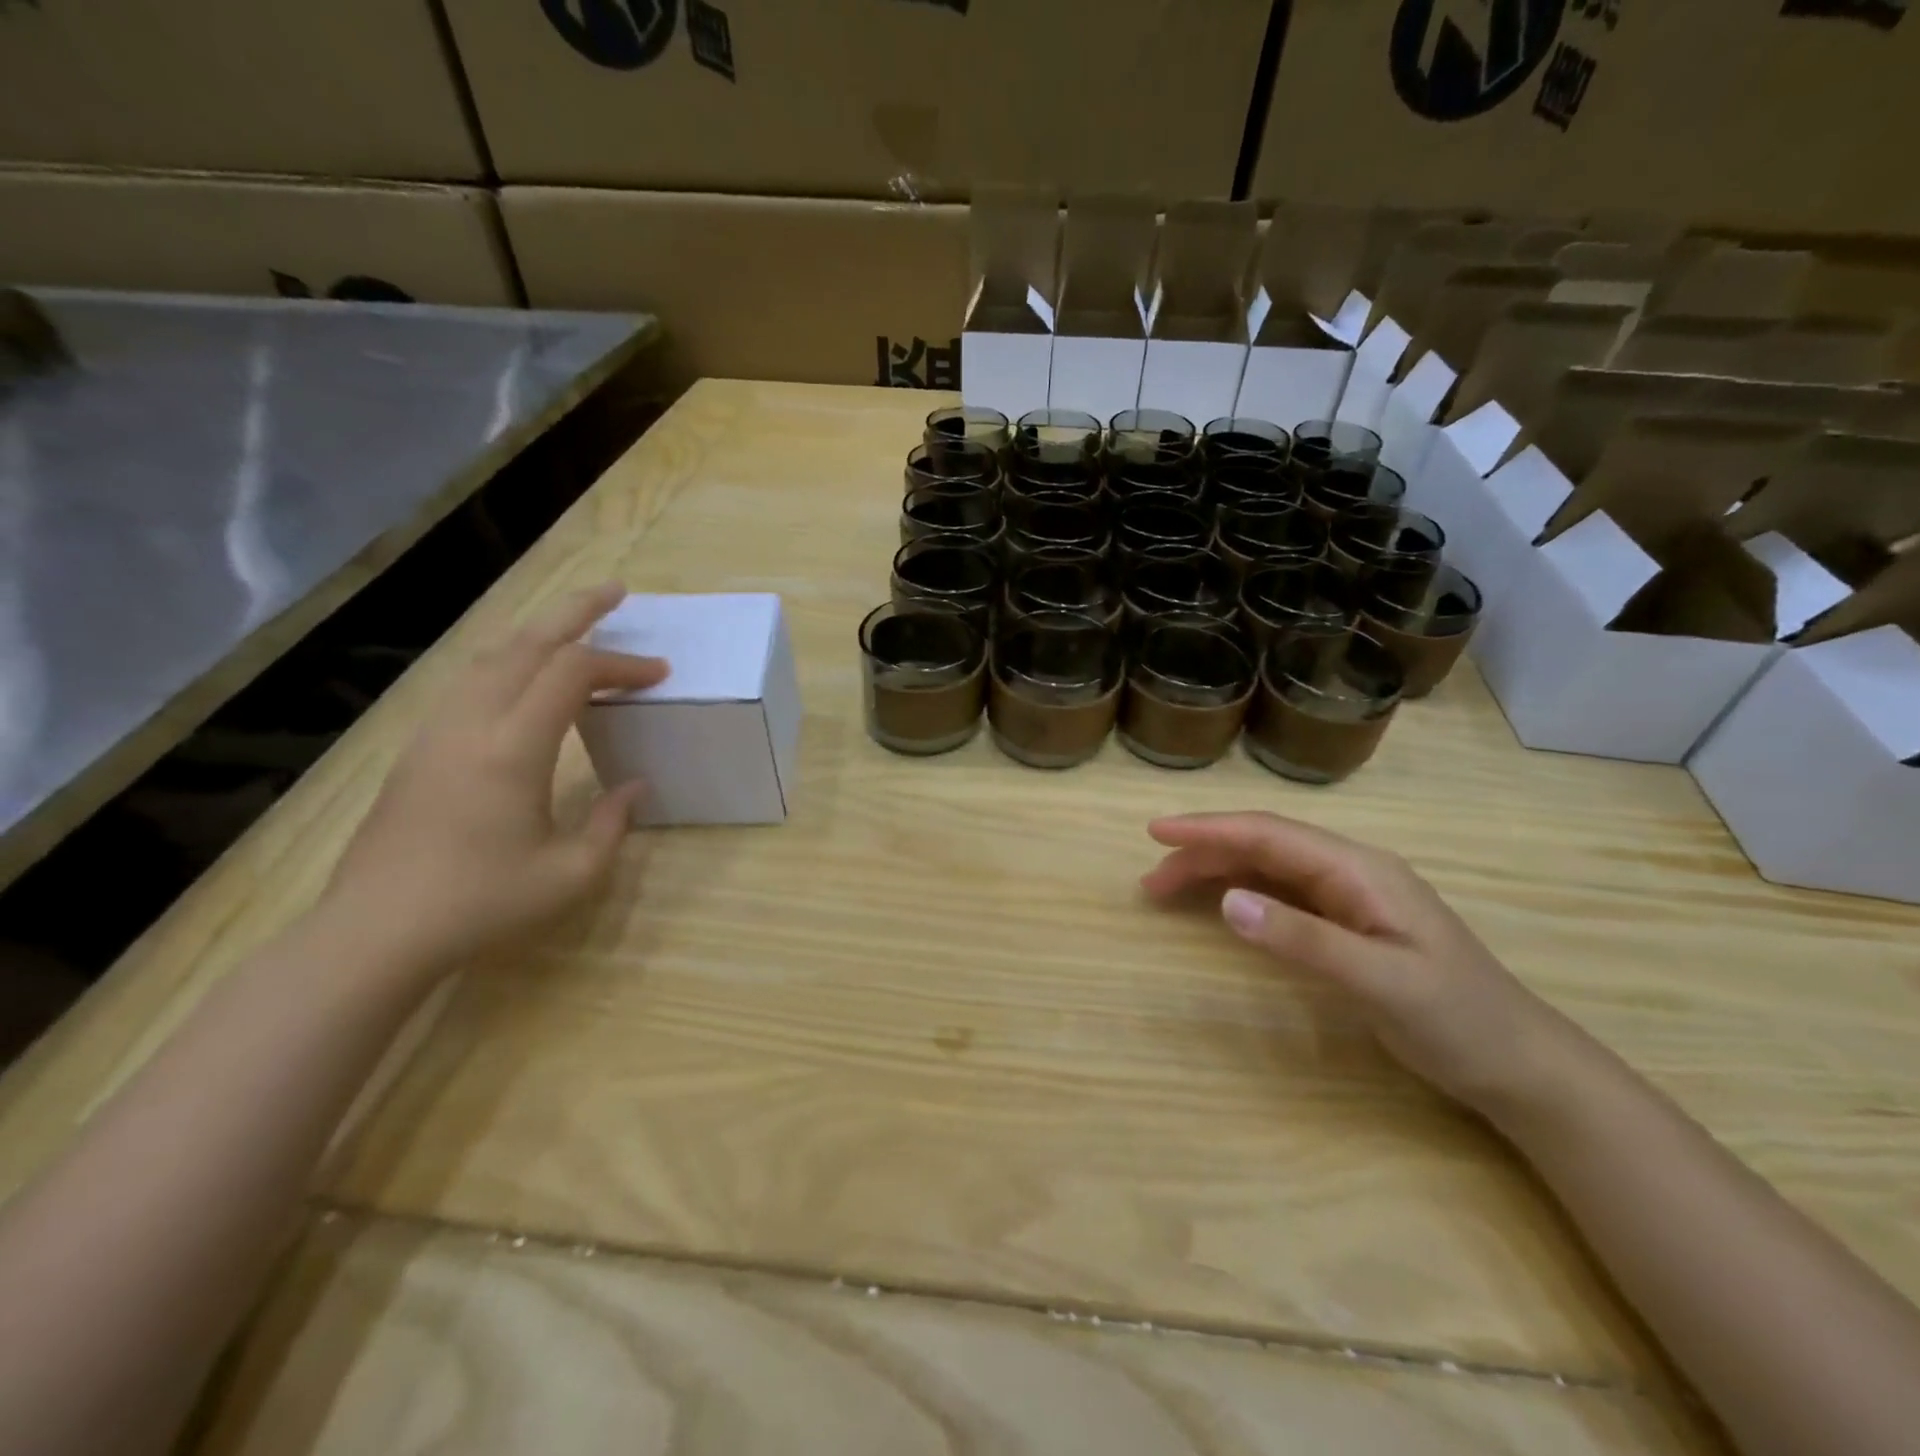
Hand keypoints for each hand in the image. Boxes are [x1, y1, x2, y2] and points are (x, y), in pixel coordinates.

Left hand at [320, 584, 666, 979]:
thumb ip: (613, 823)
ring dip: (537, 632)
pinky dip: (507, 659)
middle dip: (575, 611)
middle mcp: (471, 723)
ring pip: (490, 655)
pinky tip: (523, 673)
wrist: (374, 931)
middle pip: (525, 643)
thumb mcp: (571, 874)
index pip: (572, 674)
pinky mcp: (419, 746)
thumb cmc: (481, 904)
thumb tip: (634, 786)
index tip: (659, 675)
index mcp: (512, 748)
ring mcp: (436, 730)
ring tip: (573, 625)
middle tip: (615, 591)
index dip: (621, 664)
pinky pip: (468, 679)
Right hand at [1142, 811, 1582, 1114]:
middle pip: (1261, 845)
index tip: (1156, 832)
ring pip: (1266, 866)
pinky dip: (1240, 891)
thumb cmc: (1457, 1019)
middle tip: (1150, 879)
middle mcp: (1349, 871)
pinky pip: (1280, 892)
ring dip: (1216, 871)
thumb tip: (1227, 902)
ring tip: (1167, 888)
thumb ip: (1303, 938)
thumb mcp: (1380, 981)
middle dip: (1202, 853)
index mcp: (1359, 870)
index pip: (1269, 835)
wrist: (1520, 1064)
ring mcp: (1348, 896)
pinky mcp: (1346, 922)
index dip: (1209, 830)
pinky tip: (1217, 901)